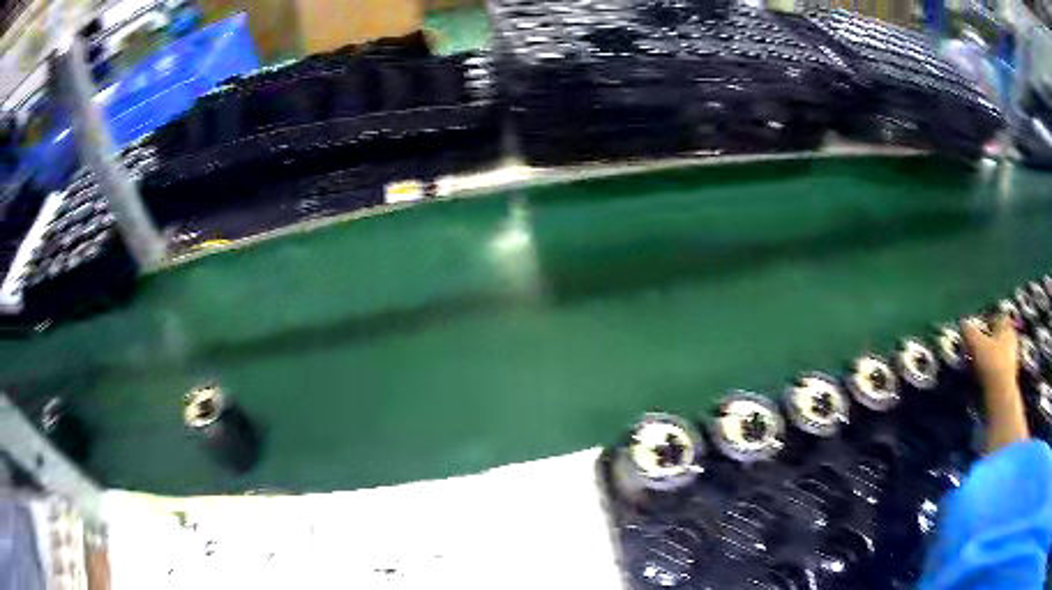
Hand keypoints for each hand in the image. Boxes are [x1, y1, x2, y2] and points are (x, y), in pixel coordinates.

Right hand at [962, 314, 1028, 452]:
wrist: (1000, 395)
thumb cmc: (991, 362)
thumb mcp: (976, 343)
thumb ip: (969, 330)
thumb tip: (963, 322)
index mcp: (1006, 325)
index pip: (996, 316)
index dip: (985, 320)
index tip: (974, 328)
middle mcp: (1011, 339)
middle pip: (996, 335)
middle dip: (985, 340)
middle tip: (972, 346)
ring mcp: (1011, 360)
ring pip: (996, 353)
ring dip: (986, 357)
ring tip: (973, 364)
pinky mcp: (1007, 378)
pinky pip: (996, 369)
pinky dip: (988, 371)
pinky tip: (980, 377)